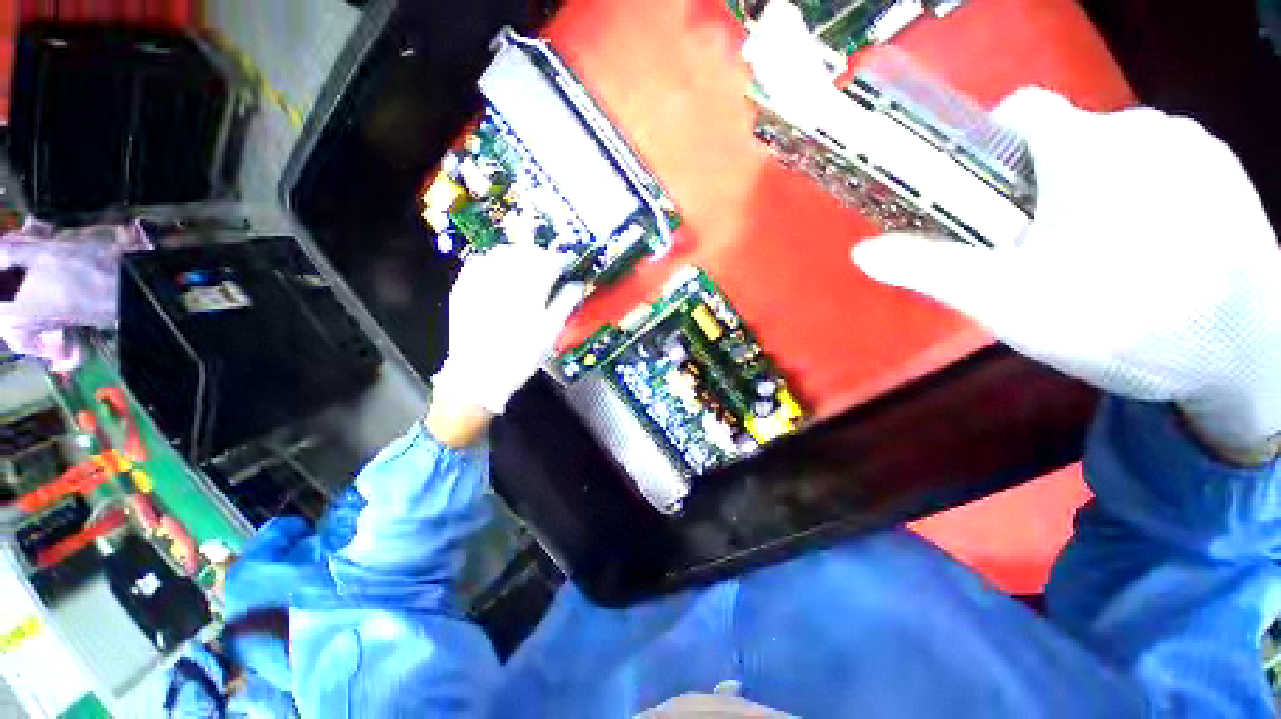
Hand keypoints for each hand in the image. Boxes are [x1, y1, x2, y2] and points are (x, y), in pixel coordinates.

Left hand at [430, 245, 583, 425]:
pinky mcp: (463, 287)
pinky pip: (478, 261)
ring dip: (518, 255)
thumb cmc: (521, 355)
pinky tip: (499, 272)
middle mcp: (504, 279)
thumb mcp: (550, 332)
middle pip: (525, 252)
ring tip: (525, 267)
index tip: (567, 265)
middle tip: (548, 267)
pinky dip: (493, 260)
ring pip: (501, 252)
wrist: (478, 374)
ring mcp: (480, 281)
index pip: (549, 262)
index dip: (561, 260)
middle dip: (540, 256)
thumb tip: (578, 283)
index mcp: (529, 290)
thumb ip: (565, 303)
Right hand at [853, 88, 1280, 459]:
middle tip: (1044, 247)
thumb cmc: (1121, 321)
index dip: (990, 145)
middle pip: (1065, 139)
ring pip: (1114, 151)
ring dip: (1095, 190)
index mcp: (1085, 147)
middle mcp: (1141, 125)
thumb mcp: (1005, 302)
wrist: (1246, 356)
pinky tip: (1153, 248)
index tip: (986, 195)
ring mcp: (1192, 144)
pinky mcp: (1226, 171)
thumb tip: (862, 251)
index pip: (1019, 109)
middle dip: (1043, 184)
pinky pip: (1162, 164)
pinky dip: (1143, 194)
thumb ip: (931, 268)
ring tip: (1103, 254)